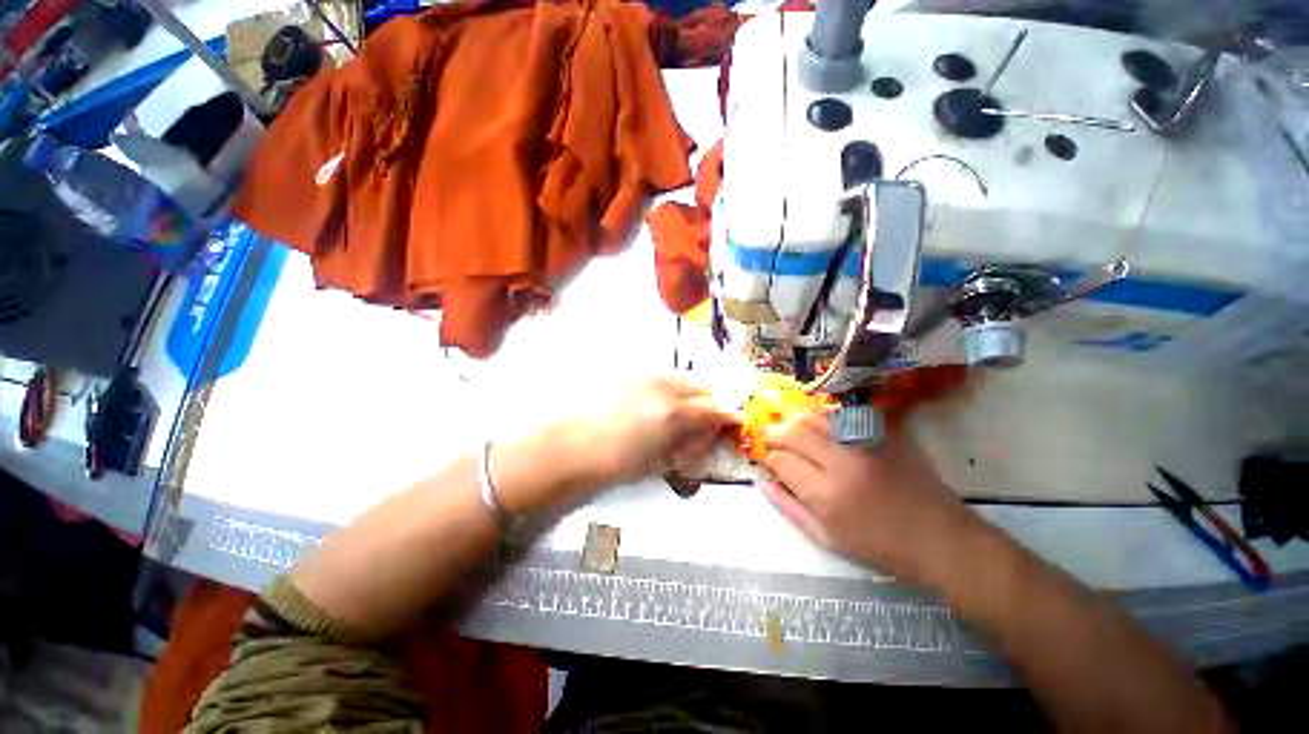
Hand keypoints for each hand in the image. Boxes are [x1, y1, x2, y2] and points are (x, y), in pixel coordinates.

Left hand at [558, 376, 736, 488]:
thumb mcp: (658, 460)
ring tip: (678, 413)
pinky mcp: (628, 373)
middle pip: (701, 386)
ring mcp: (645, 375)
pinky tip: (654, 404)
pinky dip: (668, 388)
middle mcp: (664, 385)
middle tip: (707, 419)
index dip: (727, 415)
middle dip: (710, 401)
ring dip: (689, 393)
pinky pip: (660, 377)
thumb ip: (687, 443)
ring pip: (681, 378)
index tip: (733, 421)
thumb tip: (706, 434)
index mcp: (673, 412)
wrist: (566, 448)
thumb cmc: (613, 463)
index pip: (713, 408)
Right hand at [760, 411, 979, 581]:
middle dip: (775, 433)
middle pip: (794, 432)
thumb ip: (789, 508)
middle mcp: (842, 463)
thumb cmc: (881, 547)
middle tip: (772, 438)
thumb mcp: (828, 539)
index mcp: (826, 495)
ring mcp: (866, 444)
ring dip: (797, 420)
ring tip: (793, 429)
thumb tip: (762, 481)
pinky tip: (821, 426)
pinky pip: (844, 415)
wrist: (941, 539)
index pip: (782, 461)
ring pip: (816, 417)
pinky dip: (824, 418)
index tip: (770, 460)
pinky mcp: (884, 434)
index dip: (770, 458)